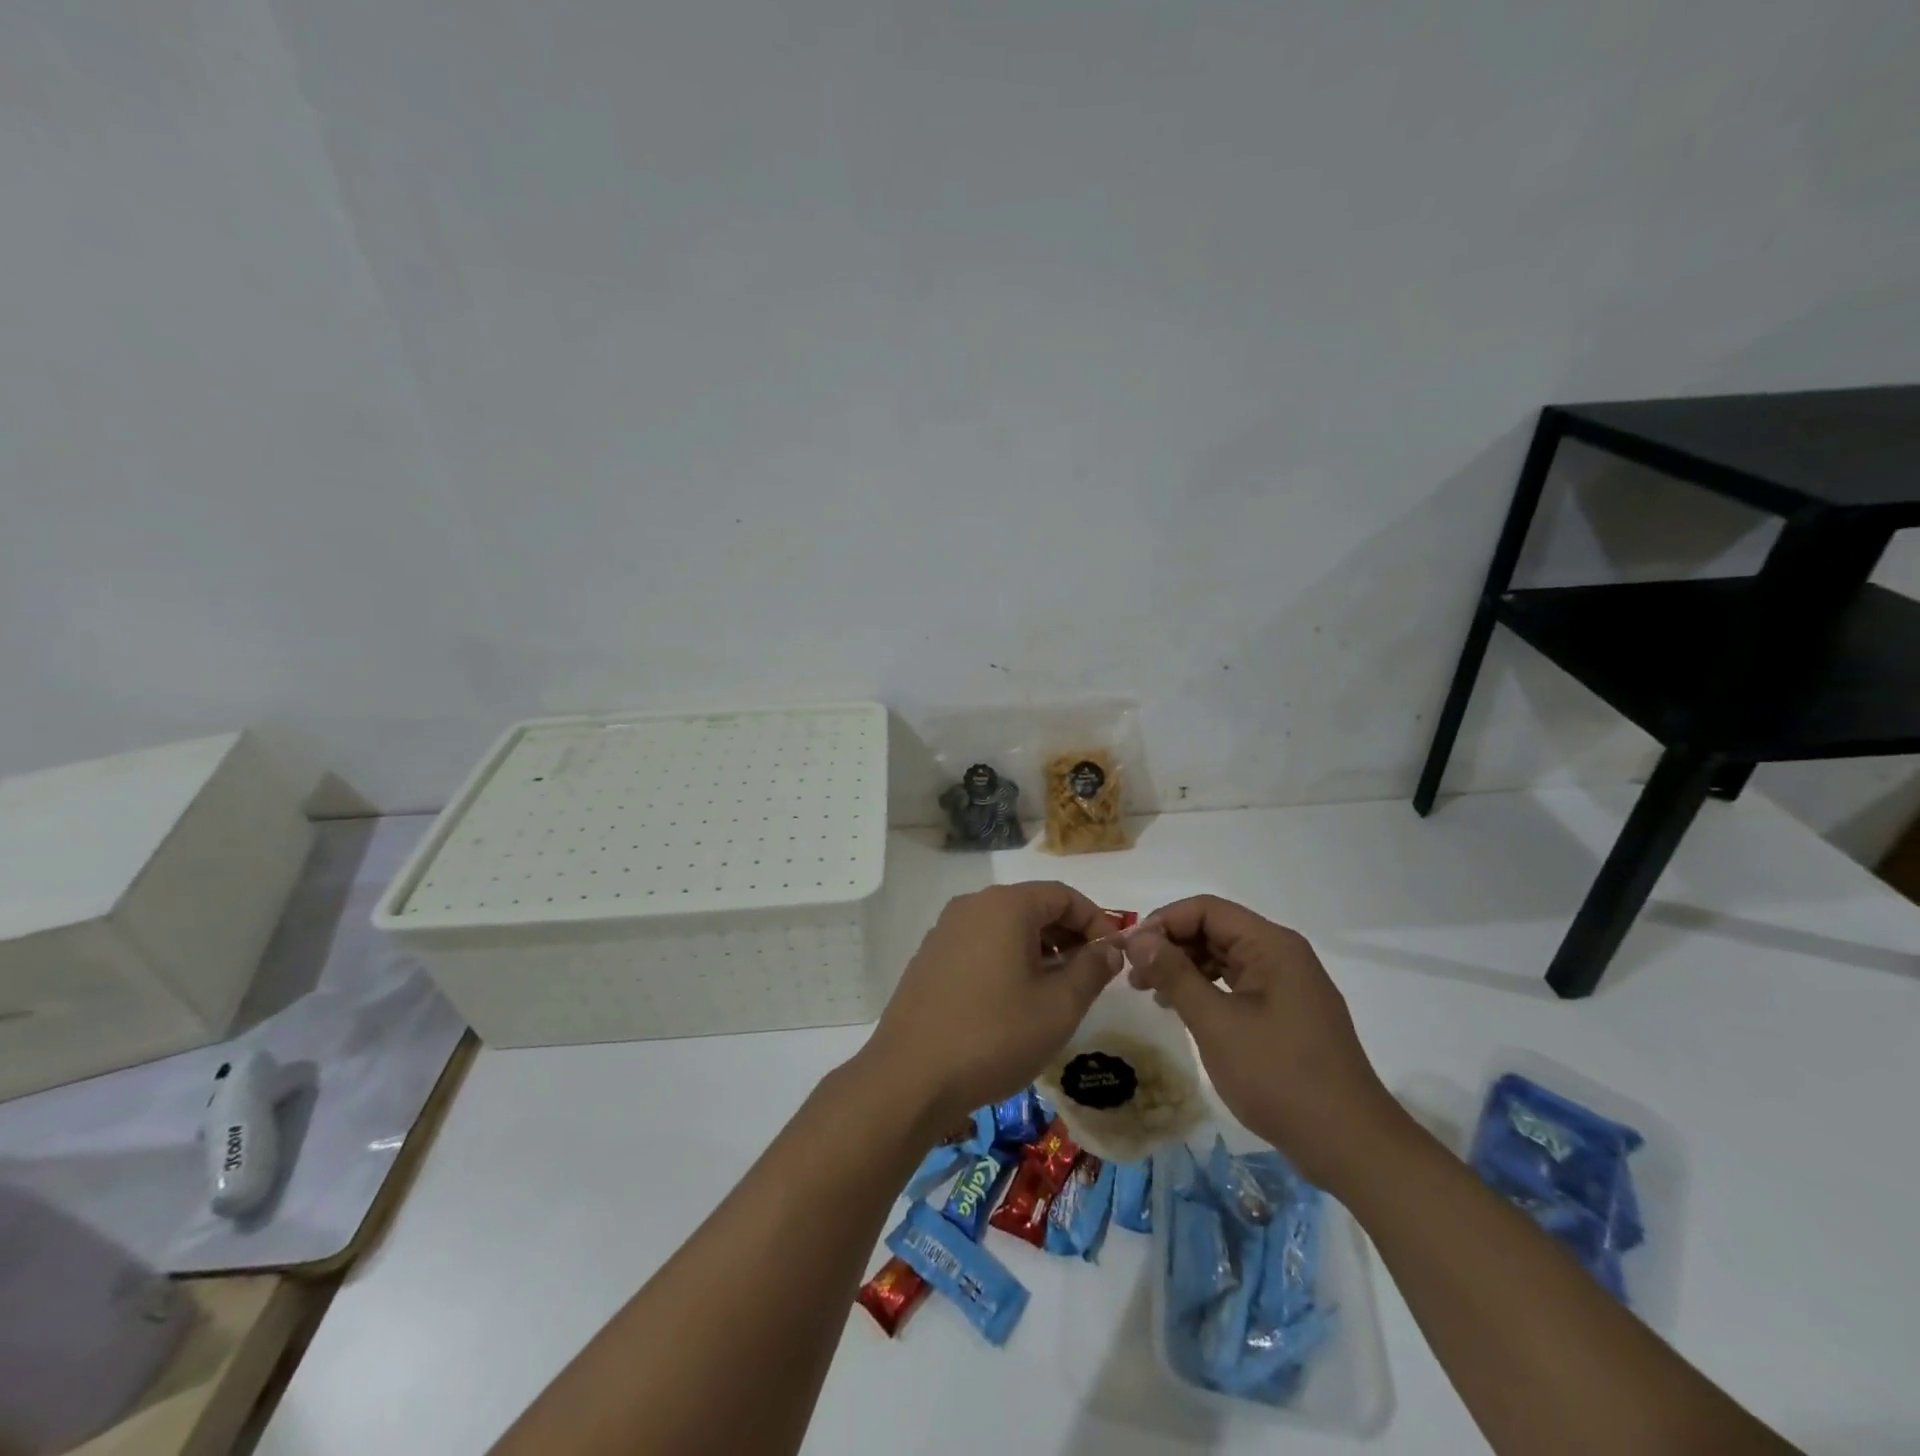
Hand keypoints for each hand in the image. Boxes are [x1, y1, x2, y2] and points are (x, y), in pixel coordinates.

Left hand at [859, 882, 1123, 1133]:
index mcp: (1005, 905)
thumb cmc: (994, 1036)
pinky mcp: (930, 957)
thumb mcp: (1058, 1007)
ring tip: (1055, 994)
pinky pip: (980, 945)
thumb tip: (1109, 948)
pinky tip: (1013, 1002)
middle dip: (1067, 937)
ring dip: (1038, 951)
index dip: (1095, 921)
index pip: (1062, 895)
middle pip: (1032, 907)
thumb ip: (1091, 970)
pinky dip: (1006, 960)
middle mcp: (972, 906)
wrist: (910, 1076)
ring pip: (1005, 928)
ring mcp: (945, 930)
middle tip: (1089, 978)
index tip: (1113, 955)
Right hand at [1125, 895, 1401, 1188]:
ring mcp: (1289, 984)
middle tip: (1134, 978)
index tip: (1130, 952)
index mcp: (1271, 945)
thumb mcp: (1216, 1023)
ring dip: (1185, 969)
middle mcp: (1282, 954)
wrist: (1350, 1145)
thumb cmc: (1279, 1077)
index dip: (1163, 922)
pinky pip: (1239, 984)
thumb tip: (1137, 939)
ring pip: (1225, 957)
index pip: (1206, 909)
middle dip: (1171, 946)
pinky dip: (1207, 990)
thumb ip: (1175, 974)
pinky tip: (1184, 1011)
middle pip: (1215, 930)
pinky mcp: (1288, 1012)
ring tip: (1152, 995)